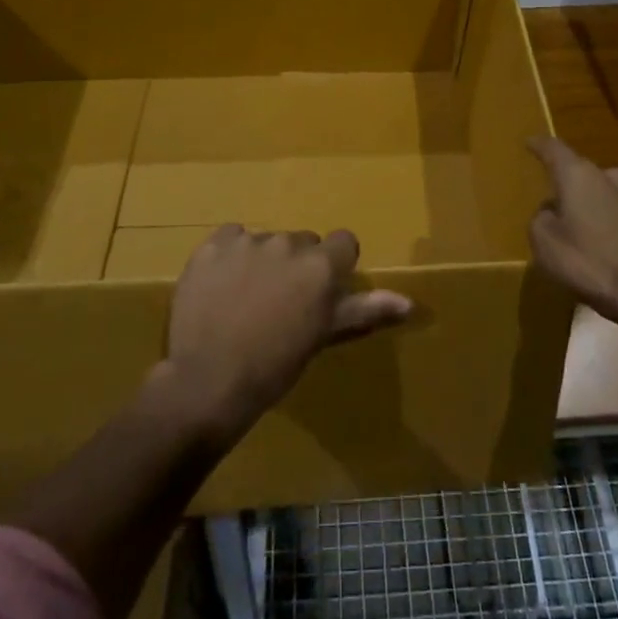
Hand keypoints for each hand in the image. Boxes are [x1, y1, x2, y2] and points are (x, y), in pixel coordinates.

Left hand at [161, 225, 411, 443]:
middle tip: (283, 301)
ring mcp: (248, 241)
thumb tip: (409, 303)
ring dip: (263, 260)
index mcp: (321, 266)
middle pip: (303, 242)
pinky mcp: (212, 245)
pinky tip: (221, 286)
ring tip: (247, 299)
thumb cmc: (274, 366)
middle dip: (298, 264)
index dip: (335, 265)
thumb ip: (365, 311)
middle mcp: (288, 243)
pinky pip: (231, 238)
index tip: (321, 291)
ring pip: (266, 241)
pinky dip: (230, 256)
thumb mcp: (322, 337)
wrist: (208, 380)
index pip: (344, 242)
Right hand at [528, 137, 617, 331]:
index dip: (540, 145)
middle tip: (561, 202)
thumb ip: (541, 219)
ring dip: (600, 203)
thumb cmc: (589, 262)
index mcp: (579, 176)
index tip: (530, 142)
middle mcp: (611, 178)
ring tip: (590, 225)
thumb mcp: (545, 244)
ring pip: (612, 193)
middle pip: (586, 172)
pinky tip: (616, 243)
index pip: (554, 149)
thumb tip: (551, 211)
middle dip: (574, 184)